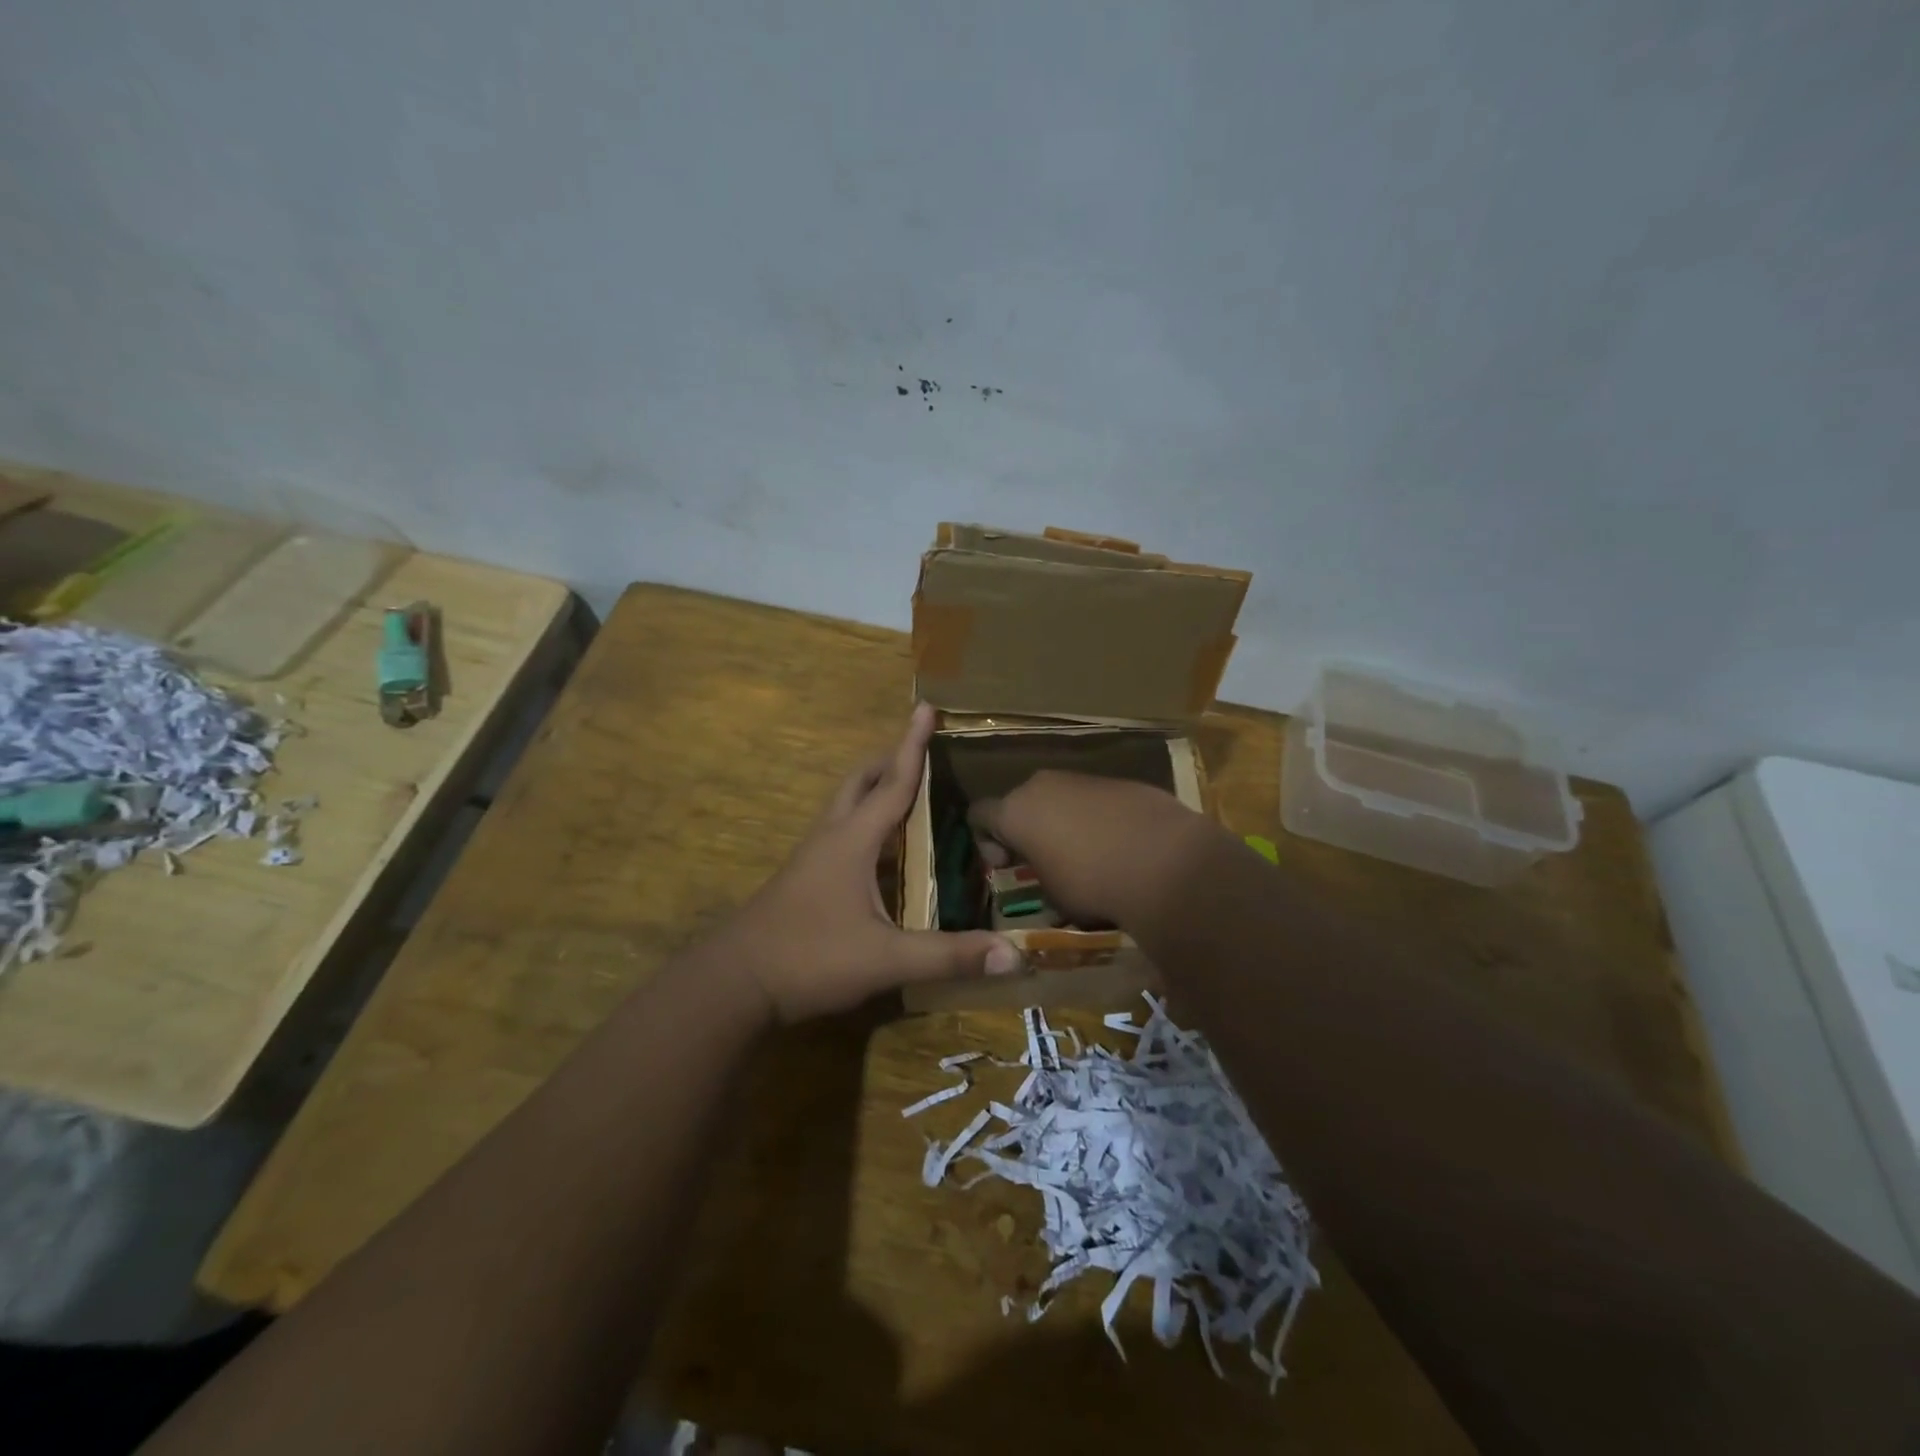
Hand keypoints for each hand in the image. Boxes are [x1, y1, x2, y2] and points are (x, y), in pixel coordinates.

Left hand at [717, 704, 1023, 1021]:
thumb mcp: (886, 959)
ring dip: (874, 789)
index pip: (893, 782)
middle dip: (889, 760)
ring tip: (905, 792)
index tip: (925, 707)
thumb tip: (1013, 954)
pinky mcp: (804, 879)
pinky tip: (882, 852)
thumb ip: (948, 955)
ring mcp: (812, 858)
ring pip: (845, 806)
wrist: (735, 983)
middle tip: (920, 752)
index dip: (912, 745)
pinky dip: (864, 822)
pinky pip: (839, 832)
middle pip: (860, 782)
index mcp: (853, 840)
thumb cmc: (810, 958)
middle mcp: (831, 837)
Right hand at [967, 771, 1211, 927]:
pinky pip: (1096, 801)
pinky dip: (1098, 820)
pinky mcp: (1121, 782)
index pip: (978, 815)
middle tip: (1043, 862)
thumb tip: (1047, 880)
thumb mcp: (1053, 896)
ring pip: (1061, 798)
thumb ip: (1040, 879)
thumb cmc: (1091, 882)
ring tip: (1087, 858)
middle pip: (1021, 802)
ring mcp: (1084, 779)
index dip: (985, 840)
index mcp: (1016, 810)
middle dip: (1028, 829)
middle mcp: (1043, 785)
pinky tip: (1119, 848)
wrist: (1164, 861)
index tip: (1005, 866)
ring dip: (1064, 823)